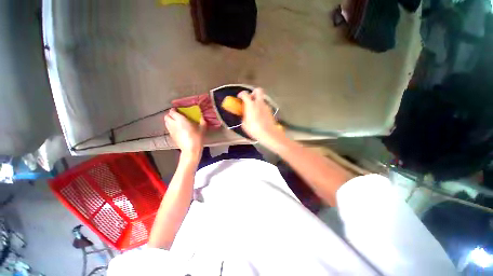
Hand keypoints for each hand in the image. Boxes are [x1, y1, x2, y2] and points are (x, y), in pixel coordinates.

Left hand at [165, 108, 206, 160]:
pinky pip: (168, 128)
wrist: (190, 149)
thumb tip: (202, 117)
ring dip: (170, 120)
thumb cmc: (197, 138)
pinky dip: (171, 126)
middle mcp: (173, 124)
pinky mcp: (171, 136)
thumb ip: (202, 121)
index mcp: (180, 120)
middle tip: (177, 115)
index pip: (172, 112)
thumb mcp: (202, 129)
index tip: (179, 110)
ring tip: (176, 121)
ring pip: (166, 122)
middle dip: (170, 115)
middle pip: (166, 116)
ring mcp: (171, 131)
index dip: (174, 110)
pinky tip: (177, 129)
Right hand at [238, 88, 281, 142]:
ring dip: (258, 102)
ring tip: (254, 110)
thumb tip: (244, 115)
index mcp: (251, 105)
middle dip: (253, 92)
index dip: (241, 94)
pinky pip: (265, 106)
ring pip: (262, 99)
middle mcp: (259, 103)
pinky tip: (260, 115)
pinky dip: (261, 108)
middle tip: (250, 99)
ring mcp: (266, 106)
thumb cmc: (255, 129)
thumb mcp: (245, 124)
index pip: (245, 94)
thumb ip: (244, 117)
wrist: (268, 133)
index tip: (239, 97)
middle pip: (258, 90)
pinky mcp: (270, 111)